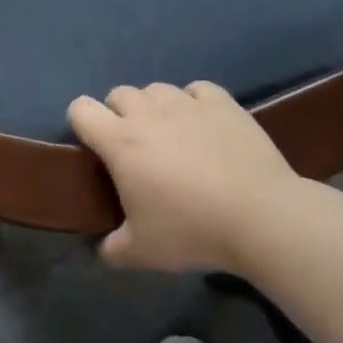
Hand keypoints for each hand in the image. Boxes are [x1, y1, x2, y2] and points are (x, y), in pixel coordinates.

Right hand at [68, 82, 308, 272]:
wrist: (261, 217)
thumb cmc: (193, 231)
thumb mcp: (142, 252)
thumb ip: (112, 249)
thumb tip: (103, 249)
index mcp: (120, 142)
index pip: (81, 109)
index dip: (81, 123)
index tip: (93, 147)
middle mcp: (148, 113)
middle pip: (119, 94)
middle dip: (119, 114)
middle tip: (134, 147)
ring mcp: (187, 104)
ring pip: (156, 89)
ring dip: (154, 106)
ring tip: (170, 134)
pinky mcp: (222, 103)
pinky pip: (196, 89)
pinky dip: (193, 102)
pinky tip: (202, 124)